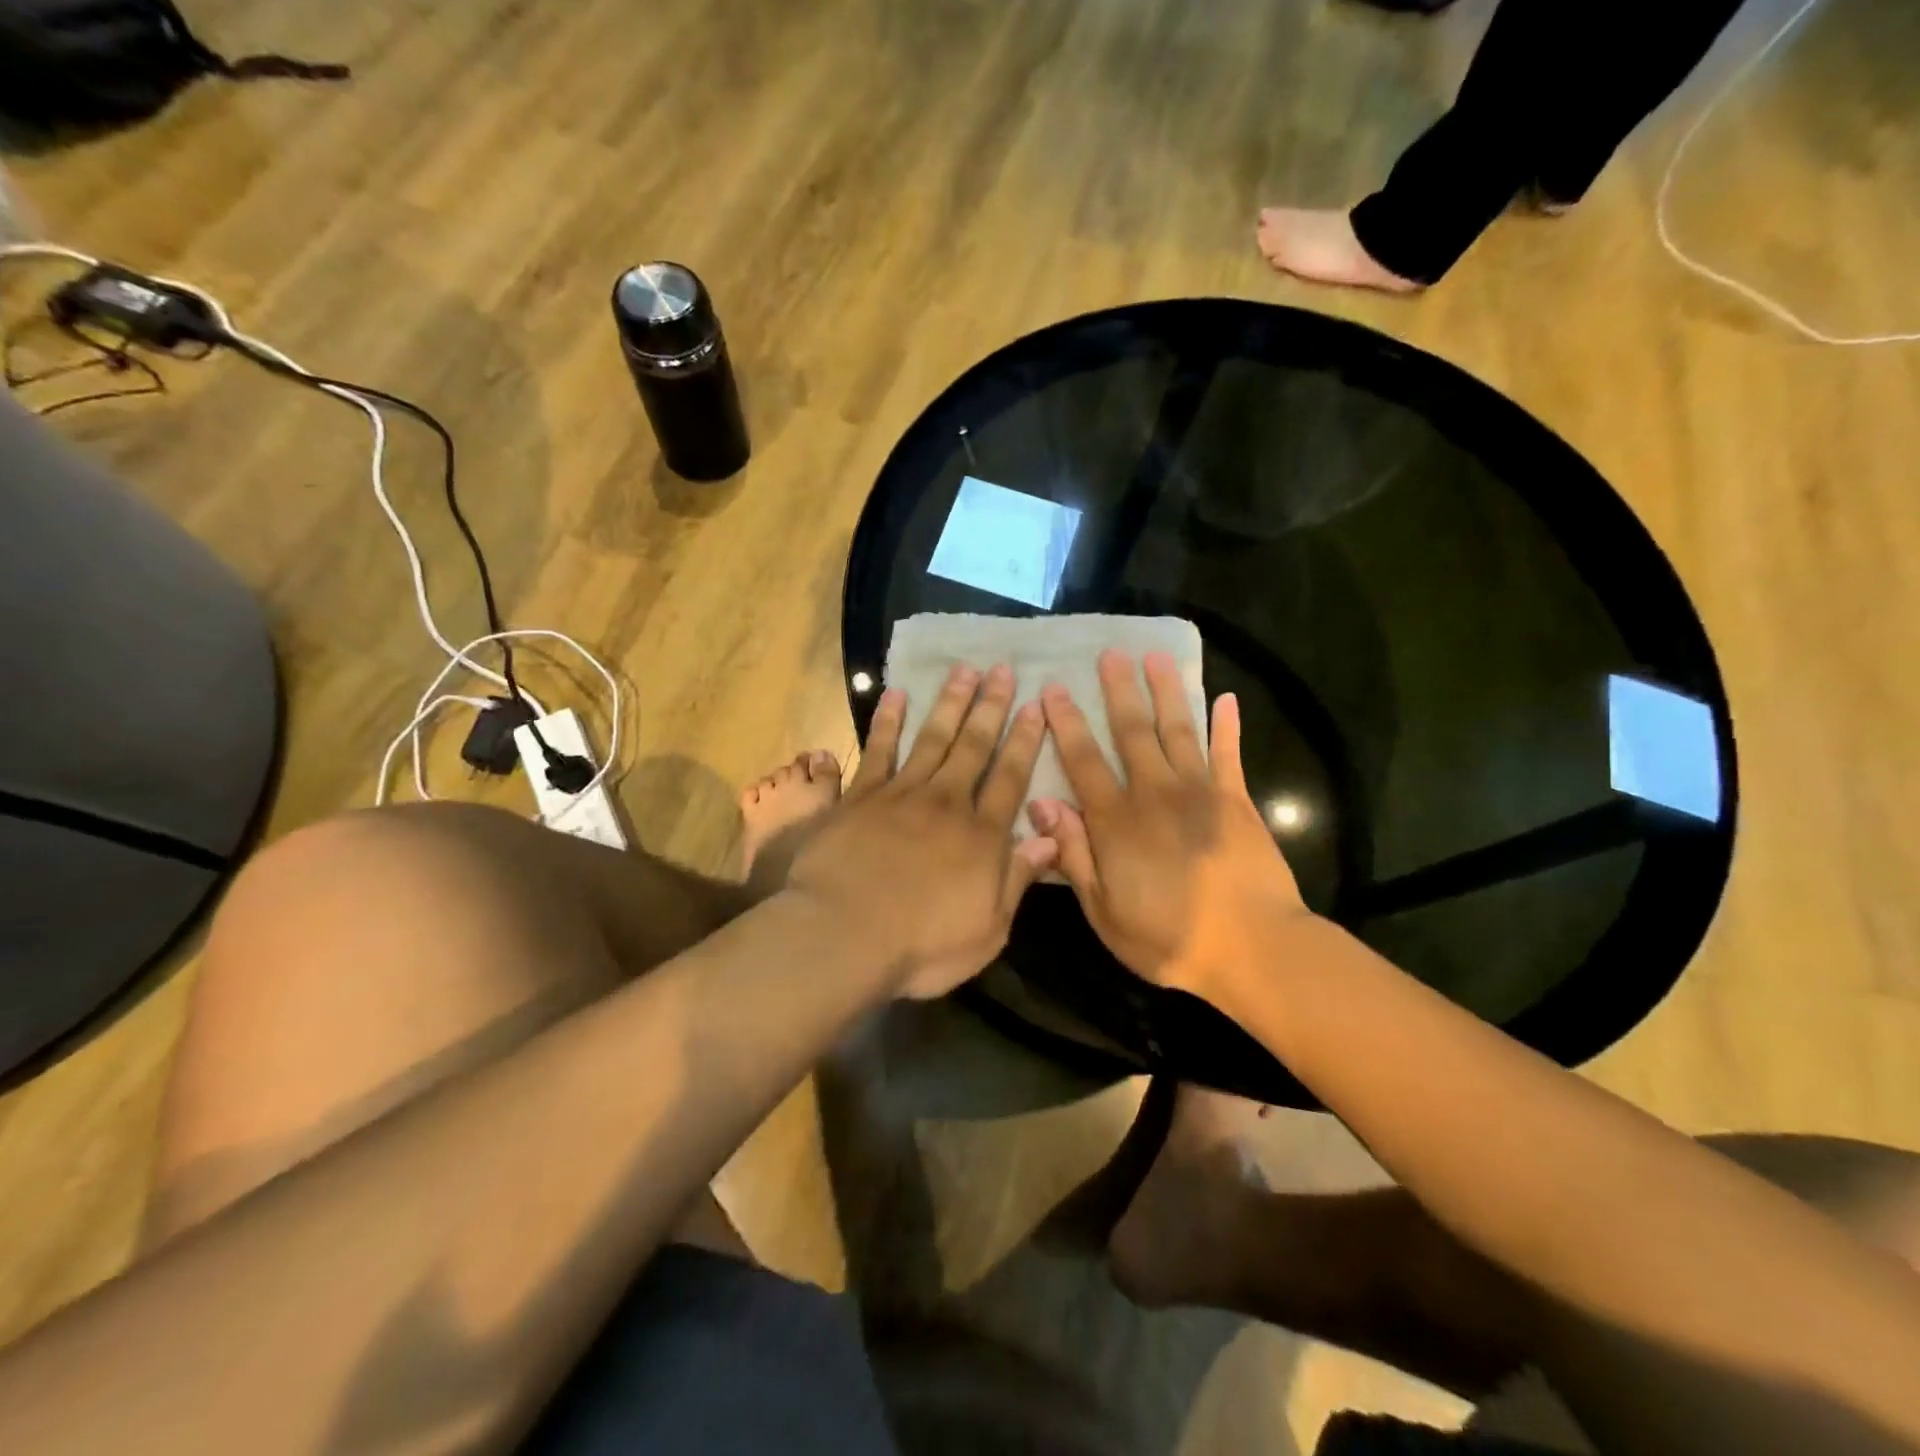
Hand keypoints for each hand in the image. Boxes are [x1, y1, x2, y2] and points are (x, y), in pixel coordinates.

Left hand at [788, 663, 1058, 998]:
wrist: (843, 935)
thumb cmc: (921, 945)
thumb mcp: (987, 929)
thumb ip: (1017, 880)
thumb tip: (1051, 839)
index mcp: (981, 836)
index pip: (1010, 778)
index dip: (1025, 741)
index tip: (1035, 706)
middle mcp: (946, 803)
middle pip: (974, 747)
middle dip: (991, 707)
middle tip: (1003, 669)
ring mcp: (901, 795)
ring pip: (932, 738)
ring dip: (949, 703)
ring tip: (964, 670)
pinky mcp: (860, 797)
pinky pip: (878, 750)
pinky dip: (887, 720)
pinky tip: (896, 694)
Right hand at [1030, 651, 1310, 1003]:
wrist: (1254, 949)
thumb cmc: (1169, 939)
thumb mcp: (1104, 911)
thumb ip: (1073, 855)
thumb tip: (1041, 804)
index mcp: (1116, 822)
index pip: (1083, 761)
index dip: (1066, 724)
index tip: (1053, 689)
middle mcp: (1155, 793)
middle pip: (1131, 732)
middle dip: (1118, 691)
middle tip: (1109, 653)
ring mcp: (1200, 793)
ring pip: (1177, 730)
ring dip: (1166, 692)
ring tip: (1156, 657)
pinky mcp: (1238, 801)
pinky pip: (1229, 754)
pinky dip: (1228, 726)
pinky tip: (1226, 699)